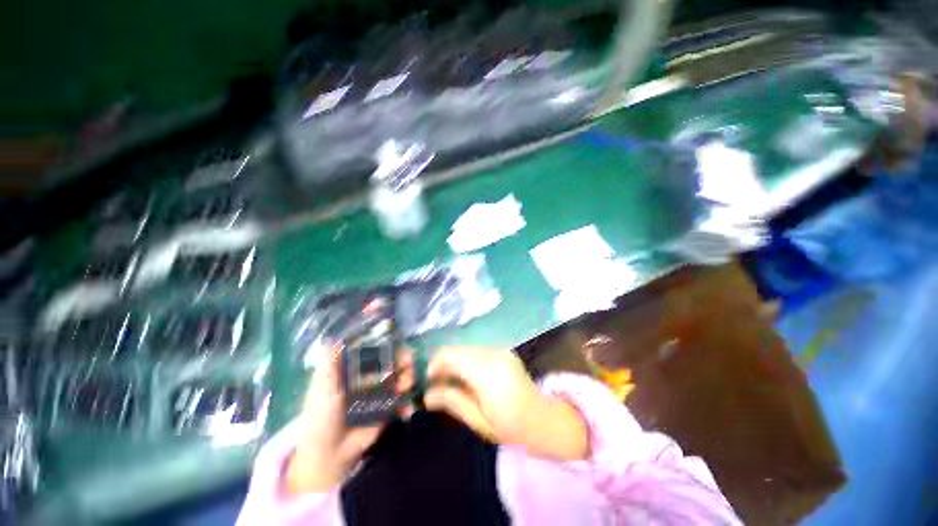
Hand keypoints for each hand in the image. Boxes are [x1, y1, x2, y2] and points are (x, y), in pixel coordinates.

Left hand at [287, 347, 414, 493]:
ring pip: (400, 377)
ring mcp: (381, 393)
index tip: (397, 340)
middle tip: (408, 362)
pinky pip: (402, 401)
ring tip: (407, 385)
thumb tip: (332, 338)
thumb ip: (330, 363)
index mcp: (355, 368)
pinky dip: (407, 403)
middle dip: (403, 359)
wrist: (328, 452)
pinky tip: (406, 409)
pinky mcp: (388, 409)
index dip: (387, 343)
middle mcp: (371, 376)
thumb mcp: (322, 386)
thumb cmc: (321, 414)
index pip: (375, 348)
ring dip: (408, 377)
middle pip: (393, 361)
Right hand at [425, 346, 589, 460]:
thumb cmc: (509, 426)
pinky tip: (464, 375)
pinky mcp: (502, 350)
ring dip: (452, 360)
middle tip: (432, 381)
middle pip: (456, 349)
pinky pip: (476, 350)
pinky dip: (465, 359)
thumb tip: (426, 395)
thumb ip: (452, 401)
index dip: (433, 364)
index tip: (424, 380)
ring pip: (465, 348)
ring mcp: (499, 349)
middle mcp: (492, 353)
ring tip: (447, 380)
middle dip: (440, 362)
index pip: (450, 356)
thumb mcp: (477, 419)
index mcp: (485, 371)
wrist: (541, 418)